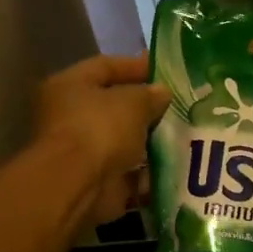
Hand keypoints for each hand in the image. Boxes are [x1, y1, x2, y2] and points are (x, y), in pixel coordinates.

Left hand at [35, 53, 169, 223]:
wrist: (79, 185)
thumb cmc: (100, 129)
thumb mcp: (133, 102)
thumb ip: (150, 94)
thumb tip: (162, 93)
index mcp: (70, 85)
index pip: (106, 66)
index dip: (137, 66)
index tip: (168, 73)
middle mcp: (70, 115)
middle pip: (115, 106)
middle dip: (147, 108)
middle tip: (179, 106)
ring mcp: (83, 150)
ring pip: (124, 140)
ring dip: (150, 140)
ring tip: (183, 136)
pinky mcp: (97, 179)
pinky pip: (129, 170)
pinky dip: (148, 170)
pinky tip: (174, 165)